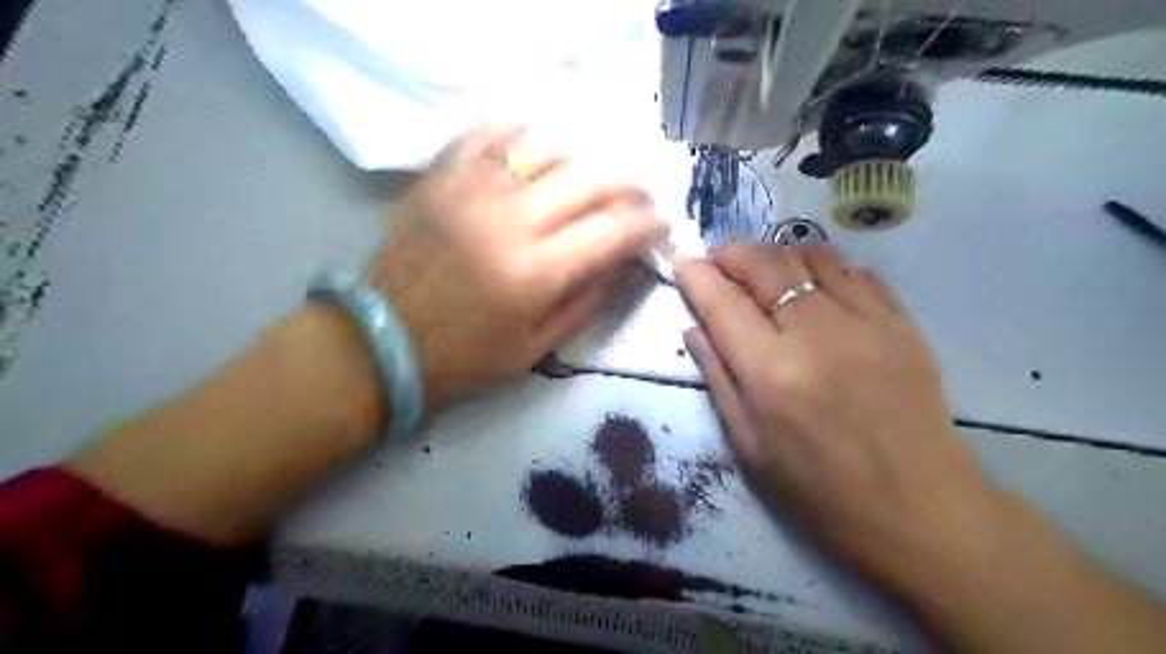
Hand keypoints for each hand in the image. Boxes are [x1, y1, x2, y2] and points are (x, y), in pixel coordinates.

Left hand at [368, 124, 669, 413]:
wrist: (385, 341)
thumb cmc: (466, 356)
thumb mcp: (538, 347)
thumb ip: (590, 301)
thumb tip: (629, 265)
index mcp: (536, 272)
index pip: (613, 232)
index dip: (647, 225)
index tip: (661, 226)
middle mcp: (509, 221)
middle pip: (588, 180)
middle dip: (628, 186)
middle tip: (639, 197)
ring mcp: (471, 192)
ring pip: (545, 150)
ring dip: (582, 161)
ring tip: (593, 178)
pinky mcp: (441, 179)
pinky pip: (487, 135)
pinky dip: (519, 132)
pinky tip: (537, 142)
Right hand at [681, 244, 1006, 593]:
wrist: (920, 511)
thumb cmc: (819, 490)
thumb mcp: (749, 447)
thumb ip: (718, 379)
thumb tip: (694, 328)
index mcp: (771, 375)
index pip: (722, 303)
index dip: (696, 276)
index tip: (683, 263)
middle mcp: (818, 336)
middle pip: (766, 264)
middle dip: (732, 253)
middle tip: (719, 263)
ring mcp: (868, 324)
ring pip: (813, 255)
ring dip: (778, 256)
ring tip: (767, 276)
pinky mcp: (905, 325)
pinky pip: (858, 272)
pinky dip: (826, 270)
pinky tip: (818, 292)